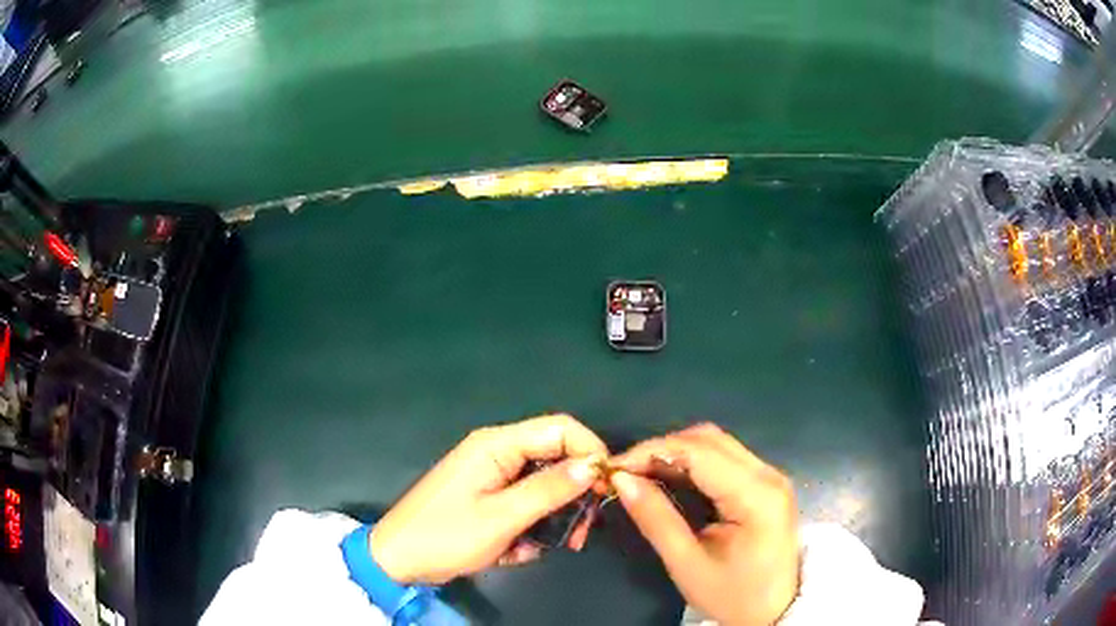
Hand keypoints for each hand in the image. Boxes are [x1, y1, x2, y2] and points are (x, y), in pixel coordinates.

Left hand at [369, 414, 607, 584]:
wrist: (399, 560)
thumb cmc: (445, 536)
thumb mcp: (501, 517)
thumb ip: (549, 490)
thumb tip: (592, 467)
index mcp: (497, 445)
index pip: (561, 429)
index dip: (590, 452)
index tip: (606, 490)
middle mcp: (497, 453)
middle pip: (556, 459)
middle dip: (574, 495)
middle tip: (582, 532)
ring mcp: (492, 477)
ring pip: (544, 487)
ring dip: (553, 518)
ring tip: (549, 547)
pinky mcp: (489, 499)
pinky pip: (525, 506)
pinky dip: (529, 528)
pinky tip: (516, 552)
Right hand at [609, 423, 799, 625]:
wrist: (775, 611)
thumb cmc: (732, 595)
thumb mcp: (687, 564)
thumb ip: (656, 519)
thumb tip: (621, 480)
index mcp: (756, 496)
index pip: (699, 452)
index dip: (652, 451)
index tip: (614, 468)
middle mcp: (769, 475)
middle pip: (709, 439)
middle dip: (662, 449)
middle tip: (626, 473)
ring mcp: (771, 476)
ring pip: (717, 444)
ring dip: (676, 453)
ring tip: (642, 475)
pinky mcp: (766, 484)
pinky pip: (725, 458)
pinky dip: (693, 462)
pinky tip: (670, 479)